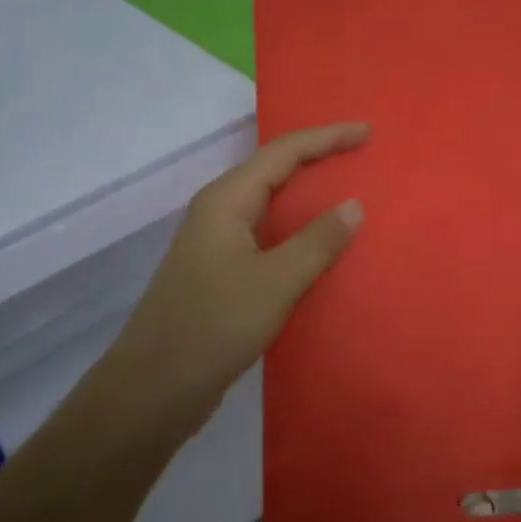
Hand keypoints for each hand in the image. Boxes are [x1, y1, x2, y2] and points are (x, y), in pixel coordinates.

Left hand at [107, 123, 369, 428]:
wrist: (153, 389)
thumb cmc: (213, 326)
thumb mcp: (275, 282)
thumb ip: (318, 241)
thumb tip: (354, 204)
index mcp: (227, 200)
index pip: (284, 152)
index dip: (327, 138)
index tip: (368, 132)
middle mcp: (220, 212)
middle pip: (275, 170)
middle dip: (319, 159)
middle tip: (363, 155)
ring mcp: (218, 243)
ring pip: (271, 205)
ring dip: (310, 196)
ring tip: (352, 193)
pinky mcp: (222, 273)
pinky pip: (269, 236)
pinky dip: (299, 232)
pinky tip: (323, 247)